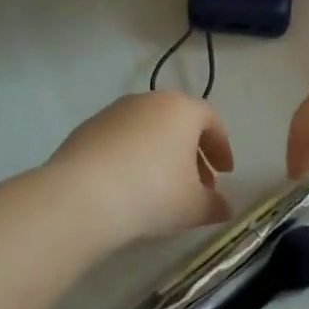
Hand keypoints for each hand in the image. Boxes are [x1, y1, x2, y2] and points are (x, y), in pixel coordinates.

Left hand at [47, 92, 233, 243]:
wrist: (83, 195)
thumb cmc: (152, 193)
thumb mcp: (192, 206)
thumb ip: (213, 205)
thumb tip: (224, 208)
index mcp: (181, 109)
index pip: (211, 121)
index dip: (221, 147)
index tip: (225, 173)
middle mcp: (149, 100)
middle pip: (178, 122)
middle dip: (191, 153)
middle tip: (197, 185)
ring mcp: (115, 111)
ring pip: (148, 129)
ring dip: (160, 154)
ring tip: (161, 189)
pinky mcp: (87, 127)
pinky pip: (120, 140)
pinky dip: (131, 156)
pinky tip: (128, 186)